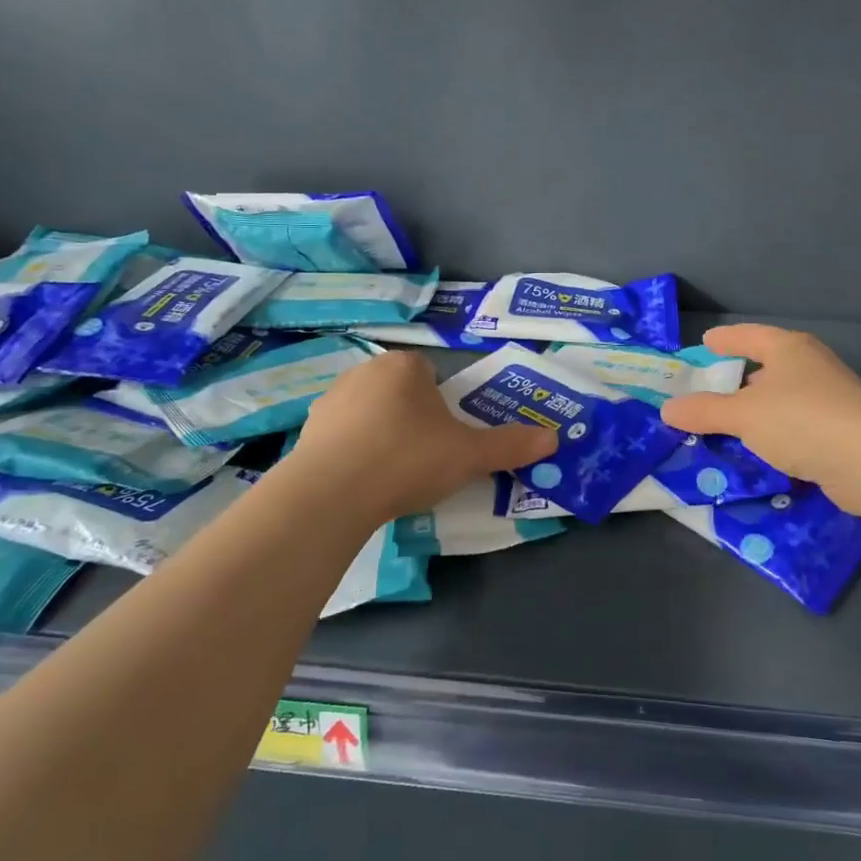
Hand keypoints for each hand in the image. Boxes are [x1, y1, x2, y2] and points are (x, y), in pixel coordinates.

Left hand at [287, 350, 556, 522]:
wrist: (332, 494)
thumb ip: (510, 445)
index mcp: (405, 366)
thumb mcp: (469, 456)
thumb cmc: (408, 459)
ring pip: (370, 411)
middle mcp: (365, 371)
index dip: (443, 403)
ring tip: (392, 472)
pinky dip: (352, 451)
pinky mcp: (307, 429)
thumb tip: (553, 439)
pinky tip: (361, 481)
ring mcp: (331, 399)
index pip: (431, 372)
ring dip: (381, 432)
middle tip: (426, 456)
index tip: (447, 436)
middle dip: (413, 417)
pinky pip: (341, 435)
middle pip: (401, 390)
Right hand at [660, 325, 860, 513]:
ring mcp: (832, 397)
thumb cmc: (801, 420)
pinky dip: (778, 432)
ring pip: (785, 397)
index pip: (749, 336)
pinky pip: (799, 424)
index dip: (726, 339)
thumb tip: (667, 408)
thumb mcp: (743, 415)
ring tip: (733, 422)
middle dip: (742, 376)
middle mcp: (812, 366)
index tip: (706, 341)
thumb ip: (704, 411)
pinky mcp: (843, 430)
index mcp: (788, 349)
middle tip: (712, 388)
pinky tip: (765, 449)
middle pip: (769, 365)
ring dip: (761, 408)